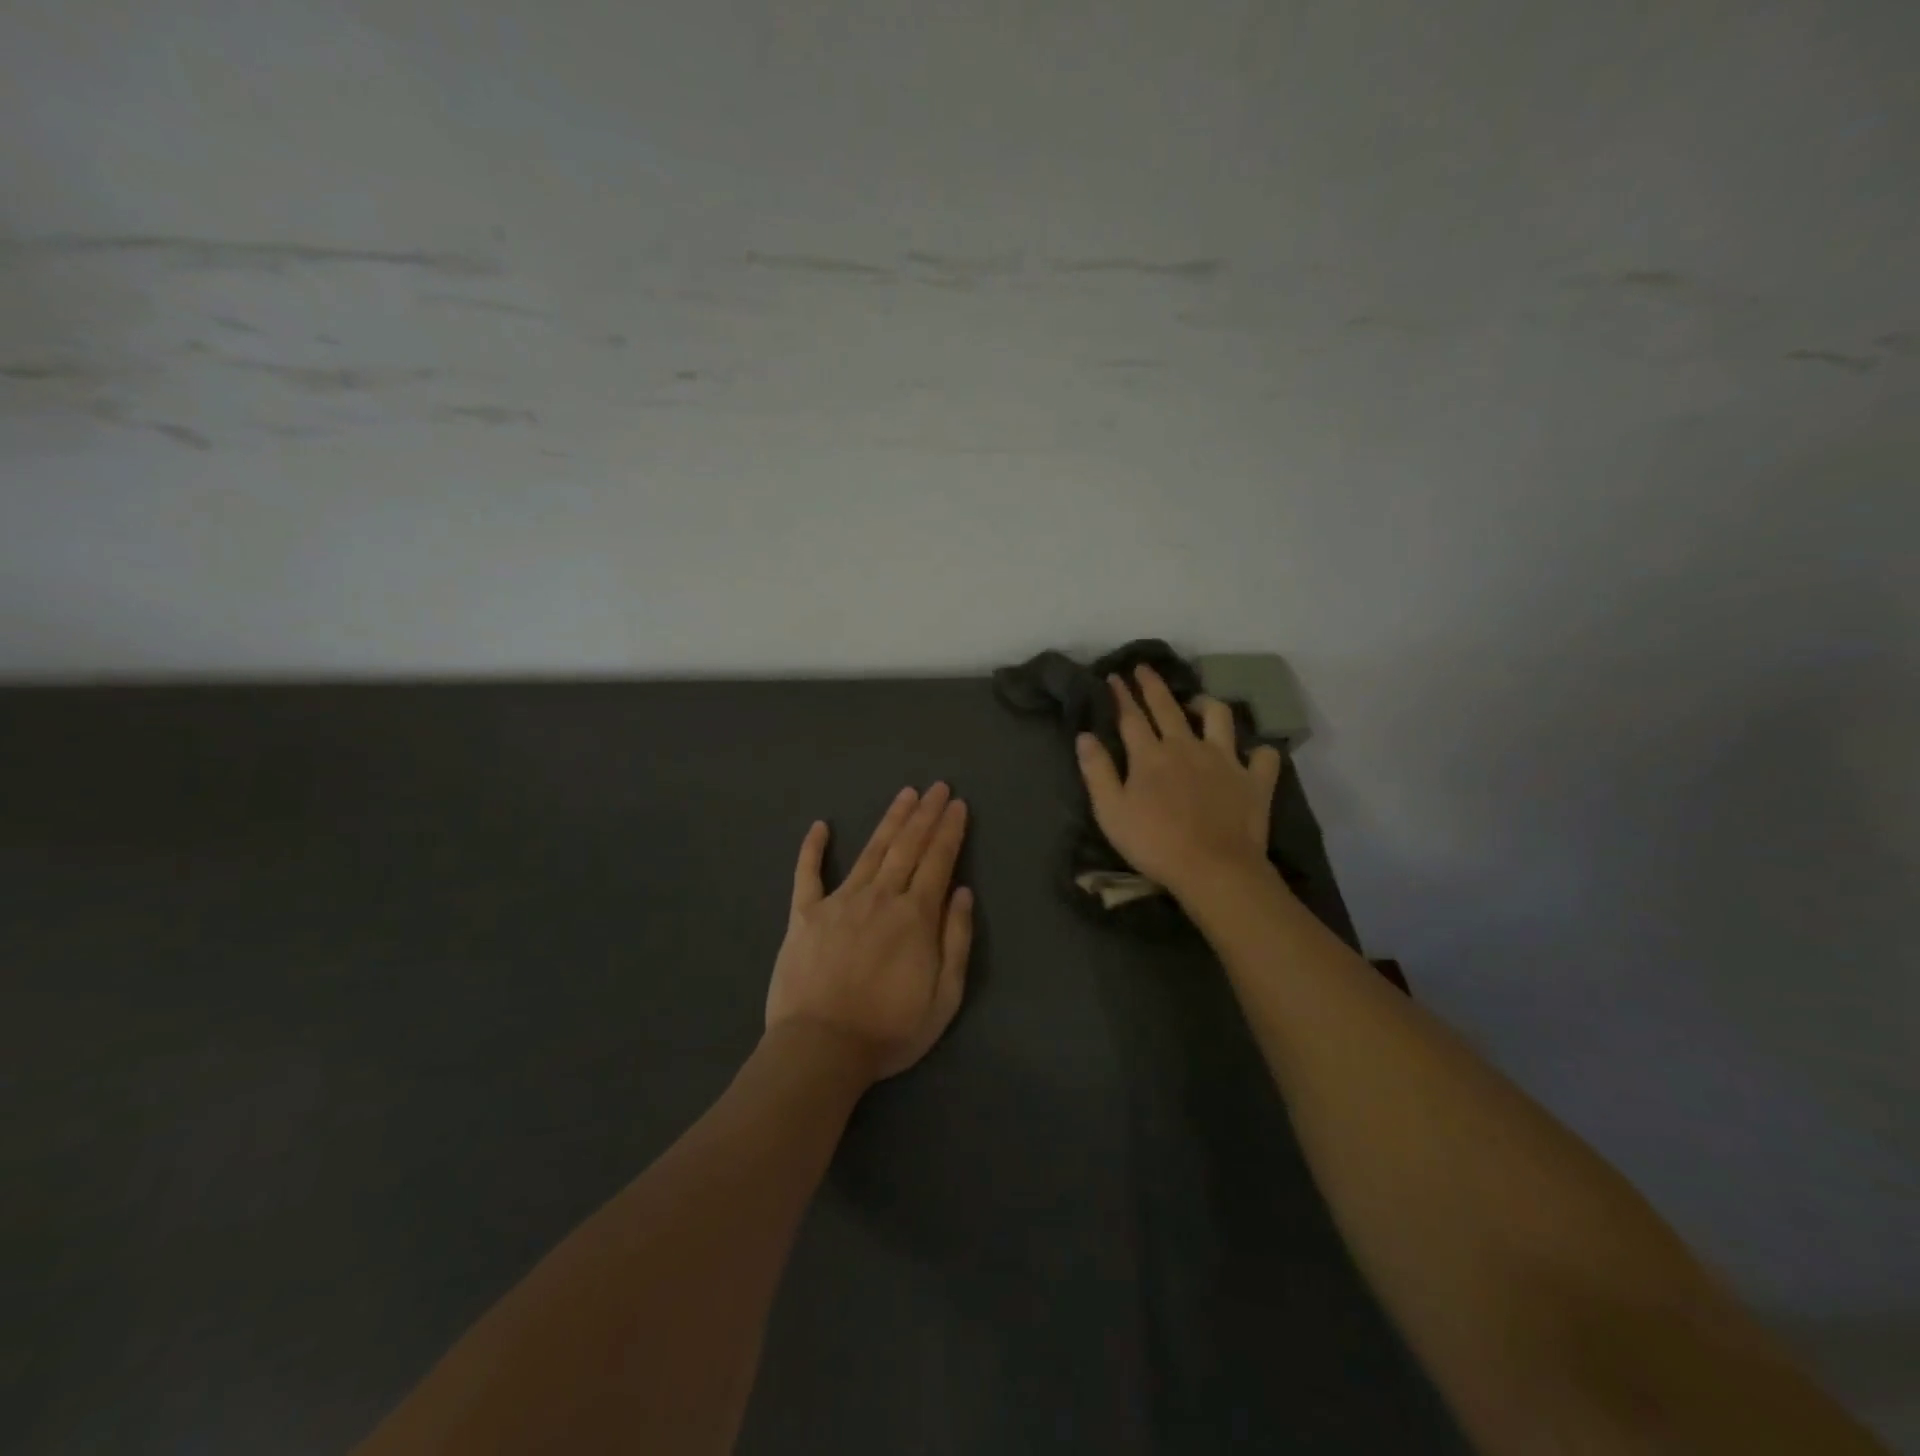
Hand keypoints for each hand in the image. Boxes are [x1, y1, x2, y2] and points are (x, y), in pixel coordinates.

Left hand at [764, 783, 973, 1083]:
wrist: (821, 1049)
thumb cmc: (889, 1029)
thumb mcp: (944, 997)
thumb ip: (957, 940)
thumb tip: (964, 892)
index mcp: (915, 916)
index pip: (938, 861)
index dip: (950, 830)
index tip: (958, 805)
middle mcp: (880, 897)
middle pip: (907, 846)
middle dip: (926, 814)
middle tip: (937, 787)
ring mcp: (839, 901)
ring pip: (871, 851)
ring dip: (890, 820)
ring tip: (905, 794)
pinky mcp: (804, 914)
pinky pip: (807, 874)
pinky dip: (813, 849)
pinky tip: (820, 826)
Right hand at [1075, 665, 1283, 899]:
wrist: (1213, 869)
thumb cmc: (1154, 843)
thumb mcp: (1111, 812)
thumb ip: (1097, 771)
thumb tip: (1085, 735)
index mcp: (1150, 755)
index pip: (1131, 716)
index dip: (1121, 694)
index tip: (1114, 676)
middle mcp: (1187, 746)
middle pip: (1168, 707)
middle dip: (1153, 684)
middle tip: (1144, 668)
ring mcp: (1225, 760)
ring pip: (1218, 716)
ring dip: (1206, 704)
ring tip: (1198, 704)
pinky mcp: (1254, 780)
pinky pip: (1263, 756)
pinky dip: (1258, 751)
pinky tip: (1252, 754)